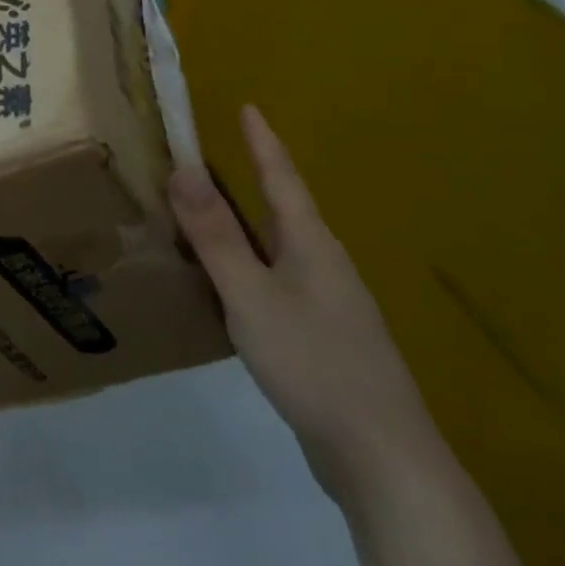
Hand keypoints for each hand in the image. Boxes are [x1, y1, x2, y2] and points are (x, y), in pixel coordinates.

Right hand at [170, 105, 443, 508]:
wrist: (381, 458)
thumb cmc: (313, 362)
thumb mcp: (251, 294)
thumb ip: (215, 235)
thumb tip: (183, 168)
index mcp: (310, 244)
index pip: (282, 178)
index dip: (263, 142)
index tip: (249, 106)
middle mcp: (324, 265)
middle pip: (284, 210)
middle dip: (253, 180)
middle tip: (213, 160)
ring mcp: (330, 305)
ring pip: (280, 250)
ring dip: (247, 228)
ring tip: (212, 218)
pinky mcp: (325, 340)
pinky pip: (279, 284)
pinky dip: (250, 270)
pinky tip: (233, 290)